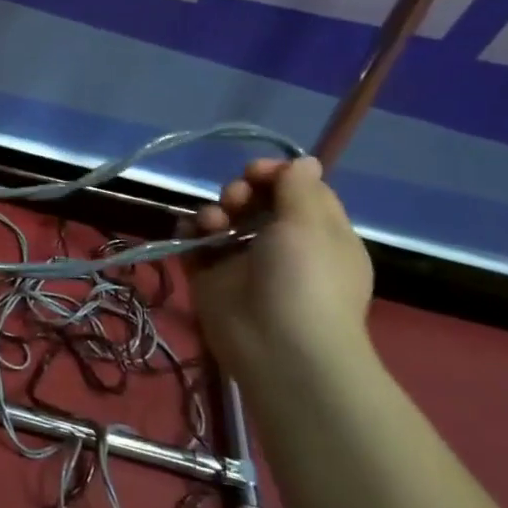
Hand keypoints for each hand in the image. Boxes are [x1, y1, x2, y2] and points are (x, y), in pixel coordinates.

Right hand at [181, 156, 373, 378]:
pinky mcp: (210, 276)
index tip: (256, 171)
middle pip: (255, 200)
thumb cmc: (305, 279)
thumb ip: (298, 188)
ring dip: (213, 210)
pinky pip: (194, 243)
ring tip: (213, 223)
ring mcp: (243, 261)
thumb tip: (304, 161)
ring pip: (222, 218)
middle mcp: (281, 244)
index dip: (274, 174)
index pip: (296, 190)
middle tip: (236, 199)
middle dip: (240, 190)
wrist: (278, 347)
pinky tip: (192, 232)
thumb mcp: (310, 225)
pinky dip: (189, 232)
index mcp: (318, 233)